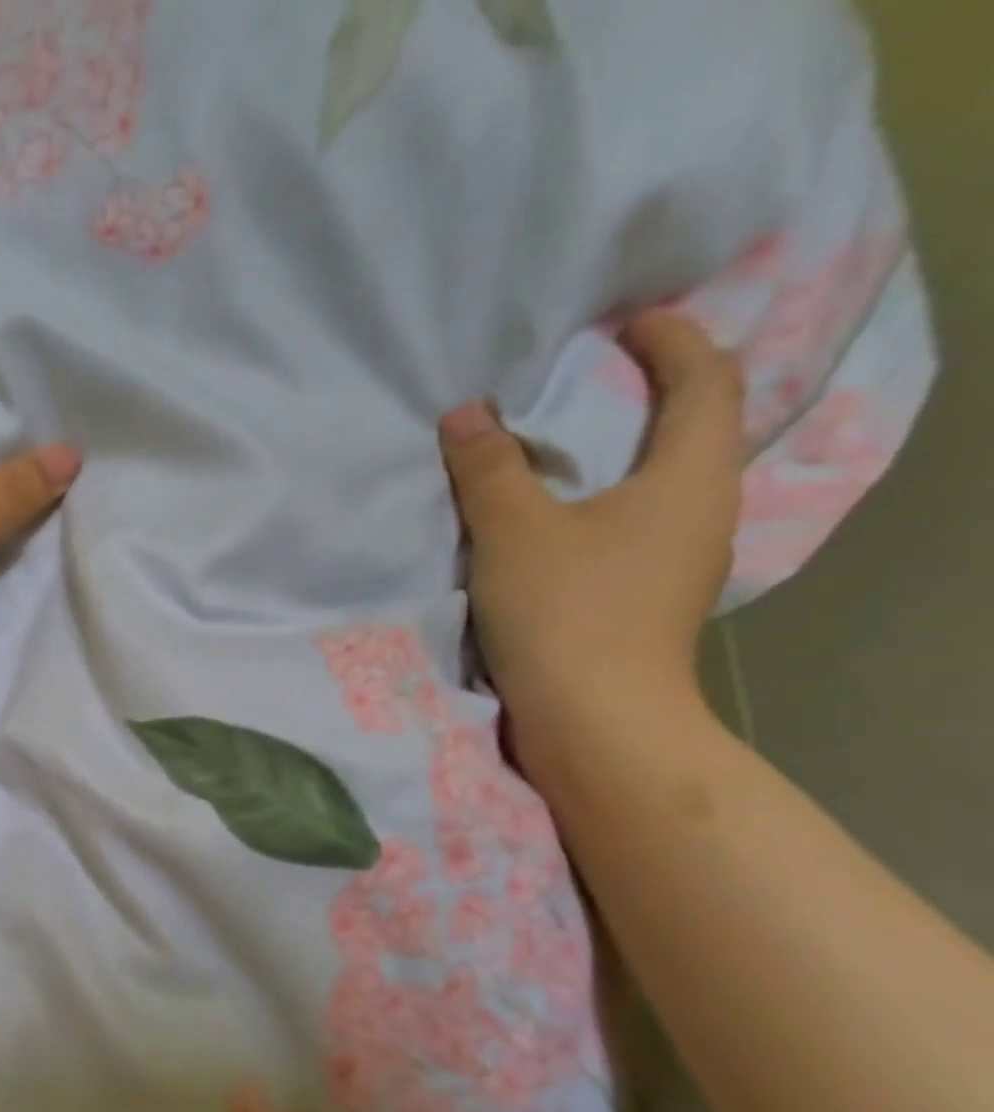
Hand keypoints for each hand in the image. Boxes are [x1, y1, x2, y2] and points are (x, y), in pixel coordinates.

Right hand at [438, 310, 744, 770]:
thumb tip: (468, 413)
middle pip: (691, 430)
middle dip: (649, 394)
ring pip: (658, 485)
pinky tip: (554, 518)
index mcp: (690, 477)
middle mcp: (701, 512)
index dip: (673, 340)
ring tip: (560, 446)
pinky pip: (631, 526)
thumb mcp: (514, 531)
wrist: (595, 724)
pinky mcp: (646, 600)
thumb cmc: (567, 612)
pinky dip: (600, 504)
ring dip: (618, 455)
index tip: (626, 324)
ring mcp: (678, 562)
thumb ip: (489, 468)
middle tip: (586, 379)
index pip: (706, 380)